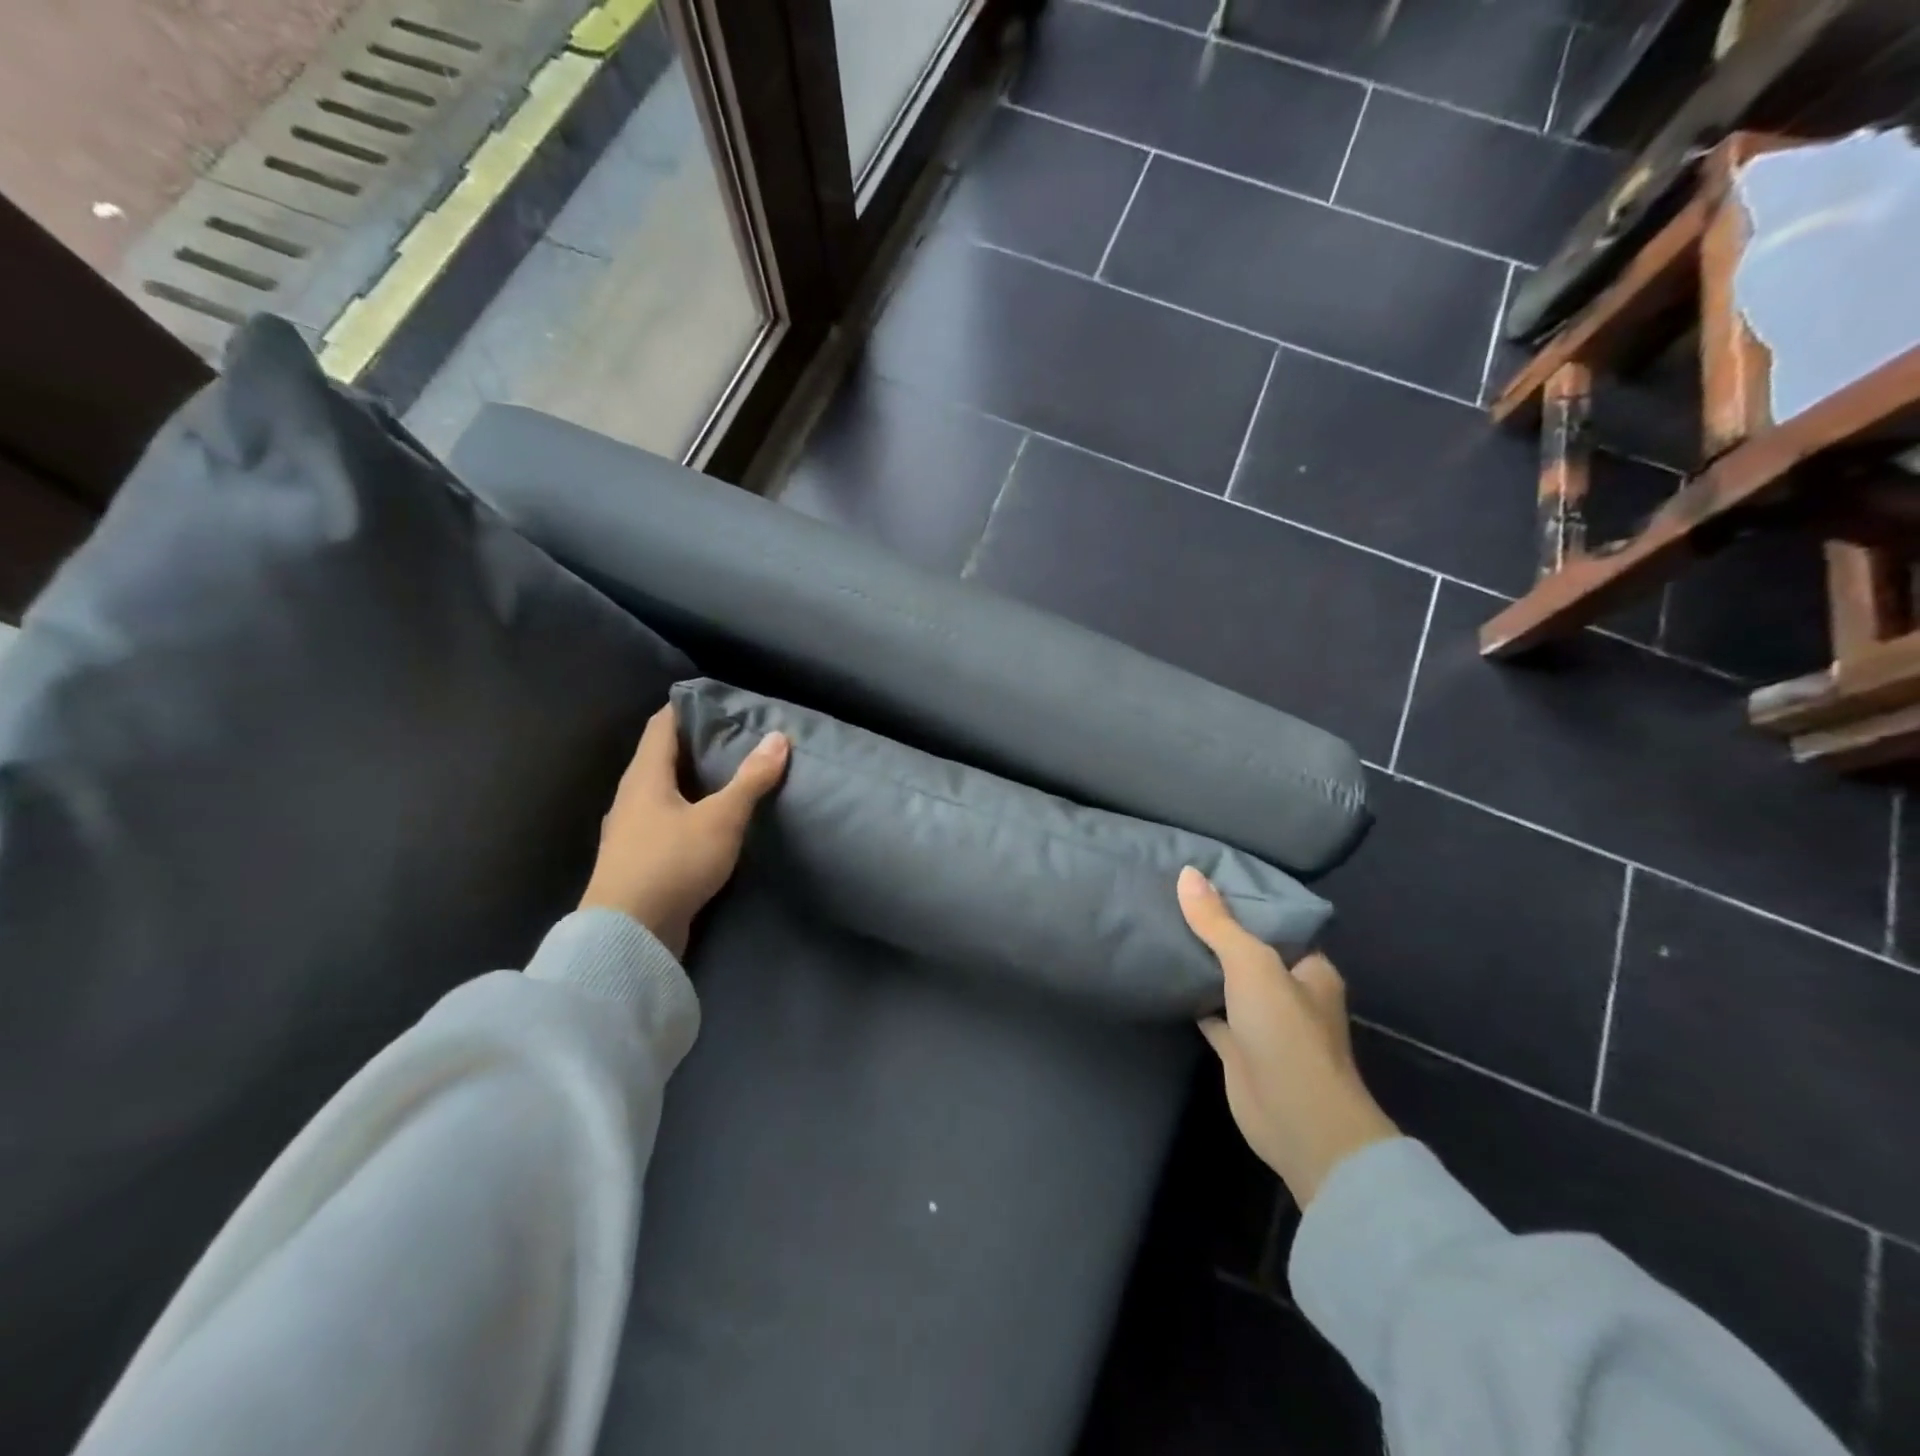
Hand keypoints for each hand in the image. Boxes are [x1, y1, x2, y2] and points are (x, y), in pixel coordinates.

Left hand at [580, 706, 789, 957]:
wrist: (628, 936)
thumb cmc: (673, 863)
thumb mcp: (722, 818)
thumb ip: (751, 779)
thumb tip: (778, 737)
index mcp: (644, 777)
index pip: (661, 725)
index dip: (686, 708)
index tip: (716, 701)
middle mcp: (630, 798)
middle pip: (661, 758)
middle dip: (694, 745)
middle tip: (734, 737)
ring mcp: (629, 832)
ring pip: (662, 793)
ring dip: (690, 782)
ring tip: (727, 777)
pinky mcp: (636, 861)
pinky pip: (663, 822)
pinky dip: (686, 812)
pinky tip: (708, 822)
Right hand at [1179, 866, 1398, 1207]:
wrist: (1297, 1122)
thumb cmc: (1285, 1034)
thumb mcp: (1252, 966)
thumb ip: (1218, 923)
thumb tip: (1187, 873)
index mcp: (1309, 968)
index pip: (1277, 922)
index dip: (1244, 899)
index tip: (1205, 876)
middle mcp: (1289, 992)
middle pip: (1248, 950)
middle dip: (1217, 929)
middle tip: (1173, 895)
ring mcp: (1263, 1022)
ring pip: (1227, 981)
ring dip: (1202, 962)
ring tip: (1161, 924)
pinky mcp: (1238, 1047)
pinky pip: (1210, 1012)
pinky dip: (1190, 996)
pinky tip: (1162, 973)